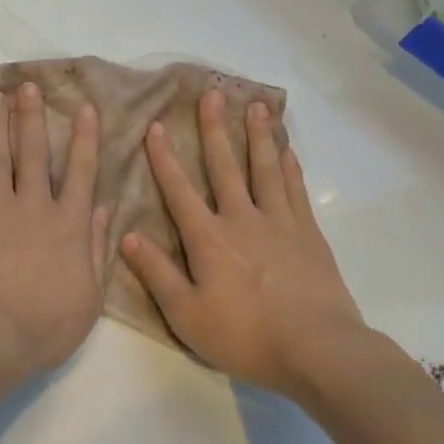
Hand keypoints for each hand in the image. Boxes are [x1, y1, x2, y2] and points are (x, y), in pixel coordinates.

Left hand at [0, 82, 110, 380]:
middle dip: (32, 116)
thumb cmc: (42, 327)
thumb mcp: (88, 298)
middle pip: (34, 151)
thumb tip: (103, 209)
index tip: (84, 108)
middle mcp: (33, 206)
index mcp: (68, 225)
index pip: (80, 171)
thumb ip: (96, 250)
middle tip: (29, 85)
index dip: (84, 138)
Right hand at [120, 90, 366, 395]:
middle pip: (225, 166)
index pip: (179, 190)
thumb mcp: (187, 315)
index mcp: (208, 238)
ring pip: (264, 168)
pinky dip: (289, 166)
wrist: (317, 349)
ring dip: (257, 135)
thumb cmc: (245, 336)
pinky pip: (295, 189)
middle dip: (214, 129)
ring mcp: (279, 222)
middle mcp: (241, 218)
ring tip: (255, 105)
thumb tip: (126, 236)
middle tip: (212, 94)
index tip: (156, 125)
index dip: (164, 158)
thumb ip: (157, 274)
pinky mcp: (308, 233)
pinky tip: (286, 149)